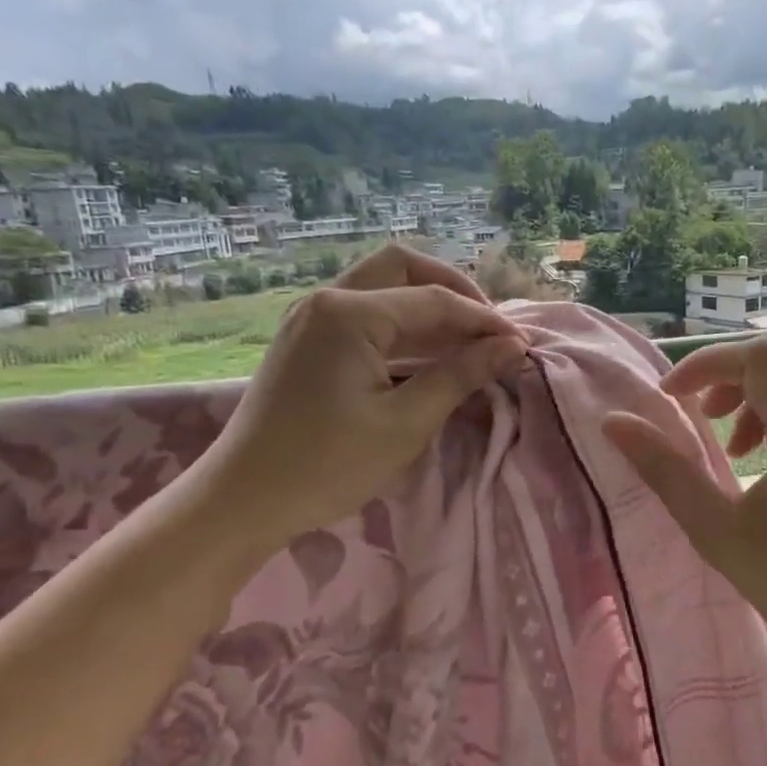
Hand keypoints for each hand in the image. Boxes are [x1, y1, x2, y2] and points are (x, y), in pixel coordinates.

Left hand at [193, 246, 526, 553]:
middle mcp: (327, 299)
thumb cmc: (328, 465)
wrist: (245, 498)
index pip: (435, 300)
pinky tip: (427, 356)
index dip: (484, 321)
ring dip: (427, 307)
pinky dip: (401, 326)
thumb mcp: (406, 423)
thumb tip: (511, 347)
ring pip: (382, 287)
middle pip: (403, 267)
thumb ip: (460, 375)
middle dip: (453, 292)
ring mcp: (311, 317)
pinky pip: (363, 313)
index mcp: (350, 313)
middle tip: (488, 330)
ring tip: (468, 344)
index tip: (521, 344)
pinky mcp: (306, 340)